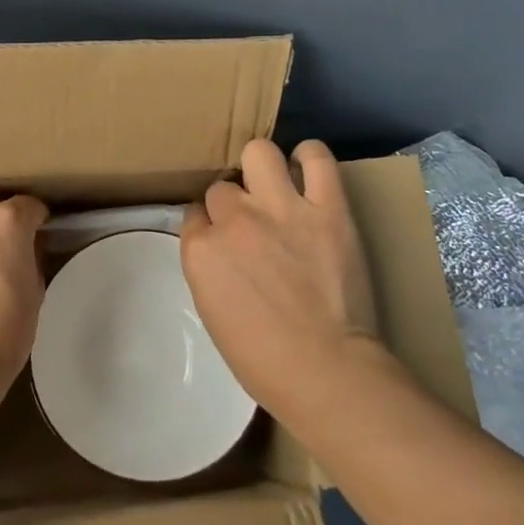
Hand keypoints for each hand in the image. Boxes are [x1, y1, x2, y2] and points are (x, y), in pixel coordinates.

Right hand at [181, 139, 382, 414]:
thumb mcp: (213, 313)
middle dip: (234, 203)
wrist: (327, 372)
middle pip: (223, 187)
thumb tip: (219, 247)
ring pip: (259, 152)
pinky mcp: (328, 207)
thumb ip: (209, 268)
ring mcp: (281, 208)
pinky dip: (310, 157)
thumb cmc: (264, 360)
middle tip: (253, 222)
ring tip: (277, 185)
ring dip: (262, 167)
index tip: (224, 239)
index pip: (195, 214)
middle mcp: (234, 219)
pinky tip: (308, 169)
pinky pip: (317, 157)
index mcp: (201, 251)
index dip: (210, 225)